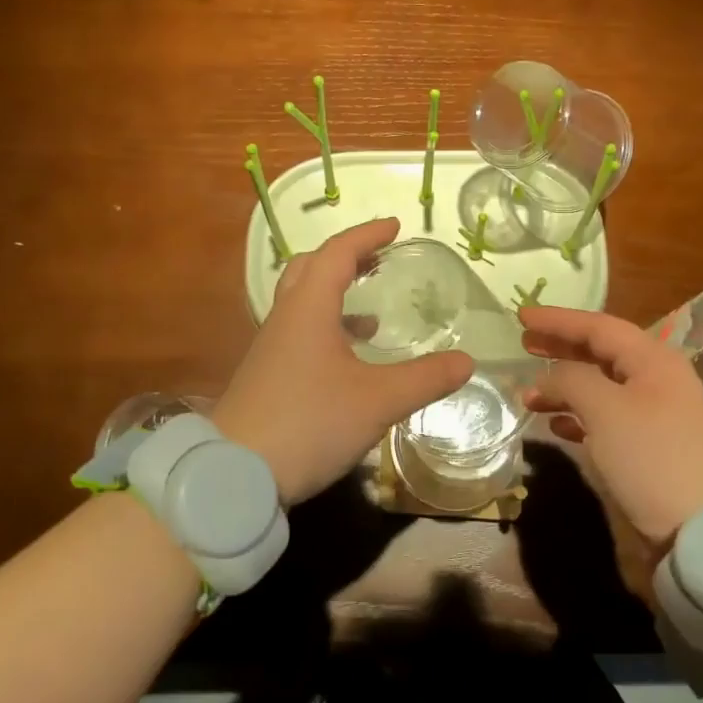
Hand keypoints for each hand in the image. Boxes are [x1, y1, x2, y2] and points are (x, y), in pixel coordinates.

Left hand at [214, 218, 473, 503]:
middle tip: (378, 260)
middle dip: (346, 258)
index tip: (395, 227)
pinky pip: (300, 333)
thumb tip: (466, 361)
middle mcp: (285, 318)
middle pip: (311, 269)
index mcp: (308, 308)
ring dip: (336, 296)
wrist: (236, 475)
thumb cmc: (309, 423)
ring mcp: (271, 348)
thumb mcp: (378, 401)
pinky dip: (328, 330)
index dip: (367, 235)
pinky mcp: (267, 376)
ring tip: (373, 316)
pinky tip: (349, 362)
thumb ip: (425, 378)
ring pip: (303, 303)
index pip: (337, 253)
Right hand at [520, 306, 702, 544]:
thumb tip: (546, 379)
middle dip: (561, 348)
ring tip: (529, 395)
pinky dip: (579, 416)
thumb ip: (569, 380)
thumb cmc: (652, 457)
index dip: (558, 319)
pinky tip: (557, 426)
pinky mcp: (651, 447)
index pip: (599, 326)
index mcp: (654, 359)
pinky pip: (607, 417)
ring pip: (601, 387)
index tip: (521, 315)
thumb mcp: (605, 409)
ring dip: (564, 387)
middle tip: (524, 344)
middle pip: (601, 353)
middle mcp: (657, 379)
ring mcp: (656, 415)